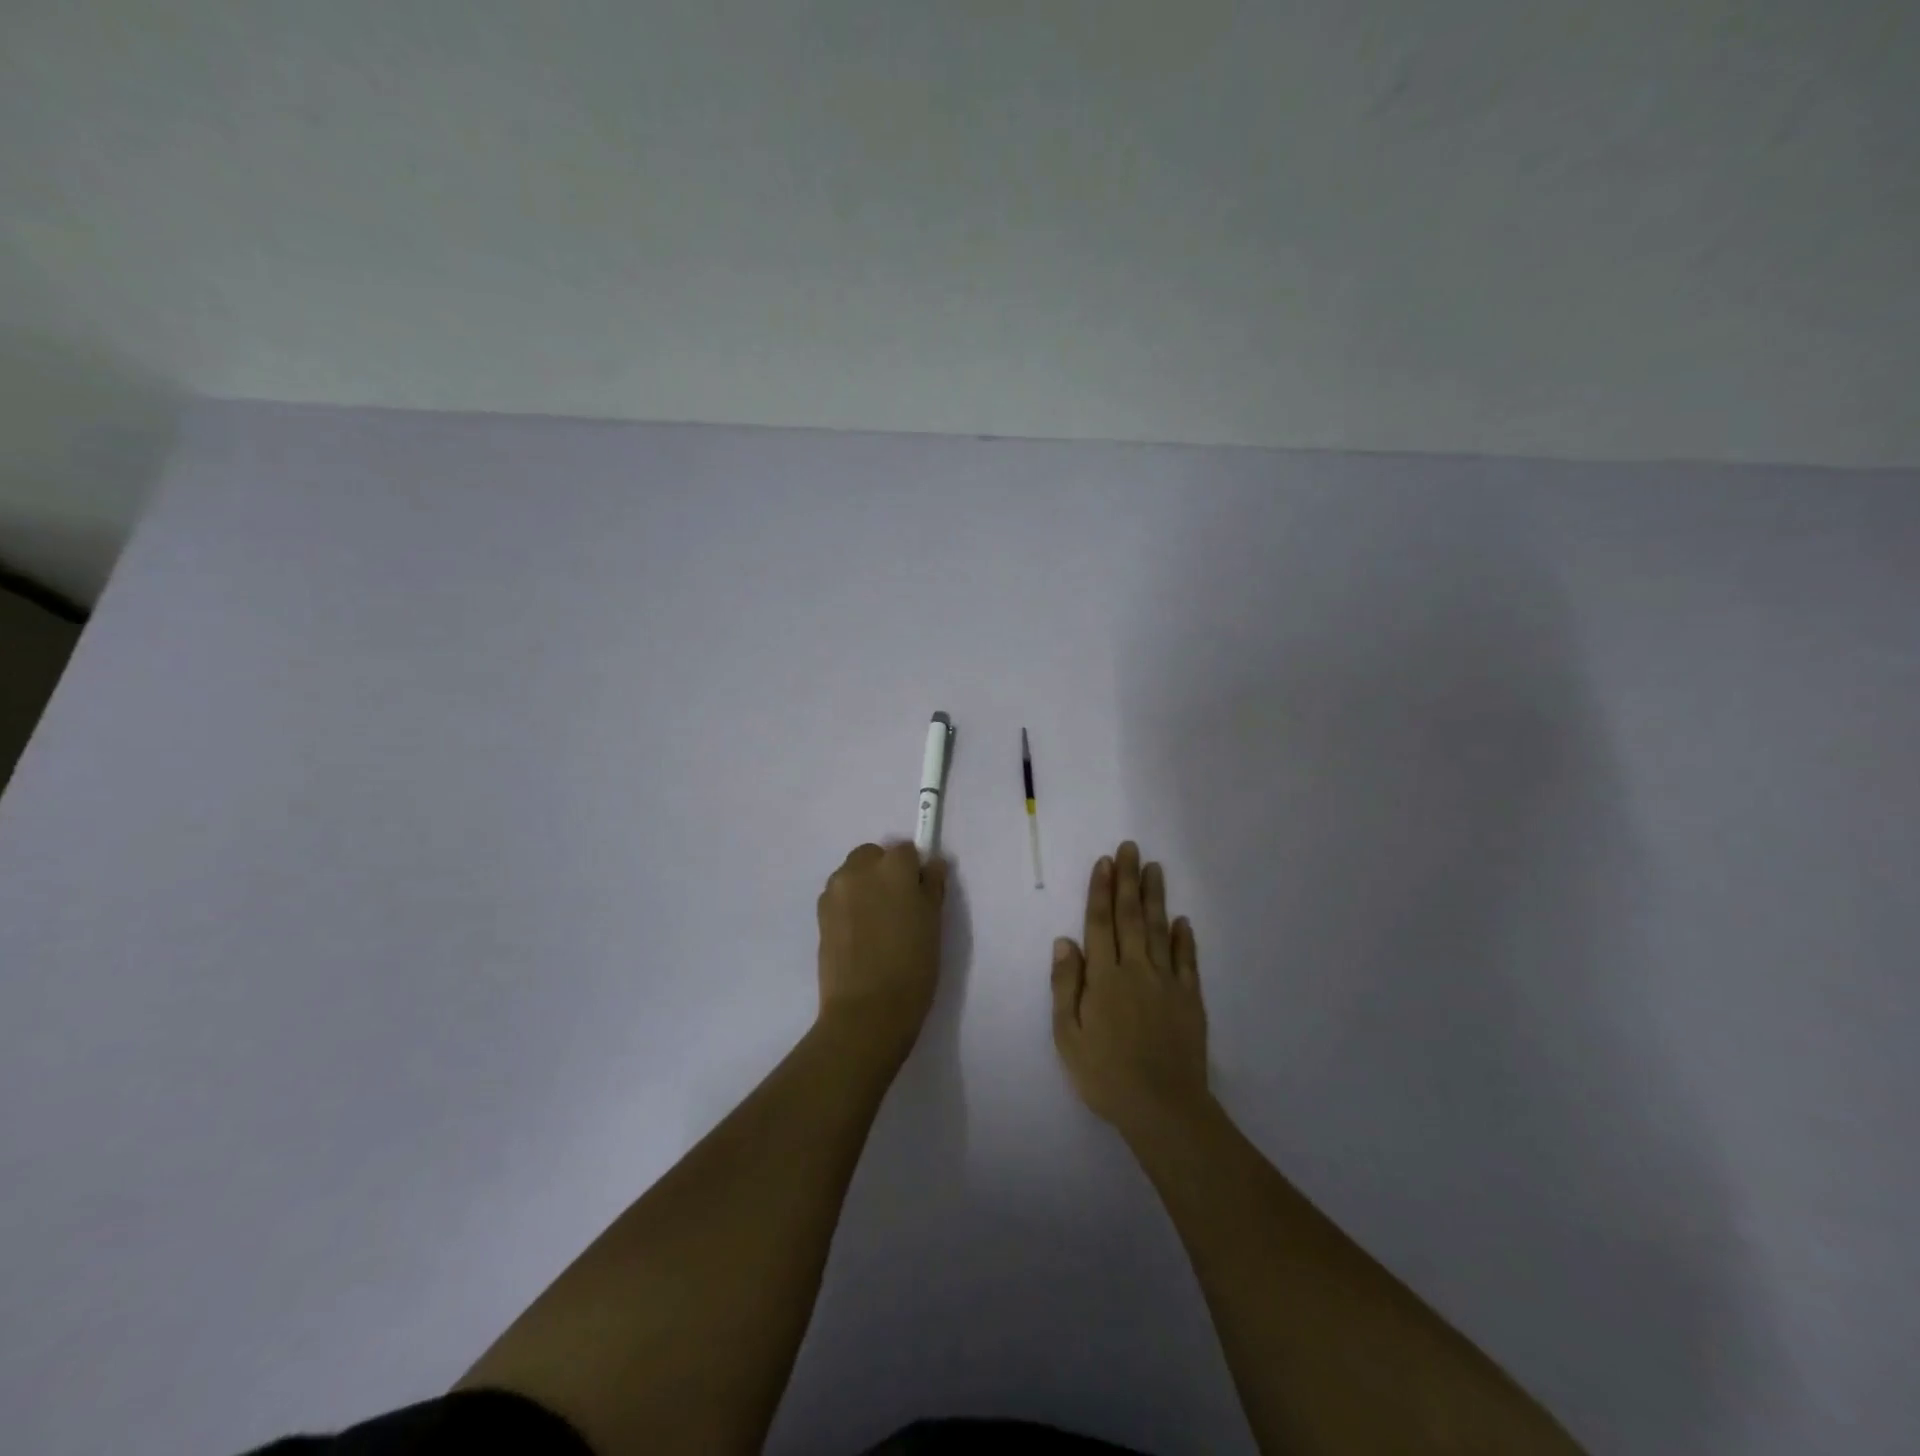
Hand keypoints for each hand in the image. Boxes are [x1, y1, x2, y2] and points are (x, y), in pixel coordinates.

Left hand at [816, 841, 947, 1061]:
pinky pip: (839, 896)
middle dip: (885, 871)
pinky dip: (850, 904)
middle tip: (899, 906)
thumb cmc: (912, 966)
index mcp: (893, 867)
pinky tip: (860, 935)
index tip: (920, 894)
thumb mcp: (934, 923)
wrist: (867, 1010)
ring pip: (853, 874)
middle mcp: (859, 870)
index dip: (915, 870)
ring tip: (877, 923)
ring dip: (865, 885)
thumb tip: (930, 865)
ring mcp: (835, 891)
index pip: (907, 850)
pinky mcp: (819, 914)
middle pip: (873, 855)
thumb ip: (932, 885)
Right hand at [1051, 841, 1208, 1137]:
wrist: (1163, 1108)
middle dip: (1128, 880)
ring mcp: (1167, 983)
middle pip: (1131, 917)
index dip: (1101, 891)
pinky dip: (1185, 938)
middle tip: (1130, 848)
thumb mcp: (1068, 1035)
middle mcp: (1136, 970)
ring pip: (1160, 930)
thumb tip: (1064, 941)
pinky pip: (1187, 961)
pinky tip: (1183, 920)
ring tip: (1154, 868)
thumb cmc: (1105, 1074)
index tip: (1105, 862)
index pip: (1100, 923)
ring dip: (1156, 898)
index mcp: (1104, 978)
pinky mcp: (1190, 999)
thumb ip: (1066, 986)